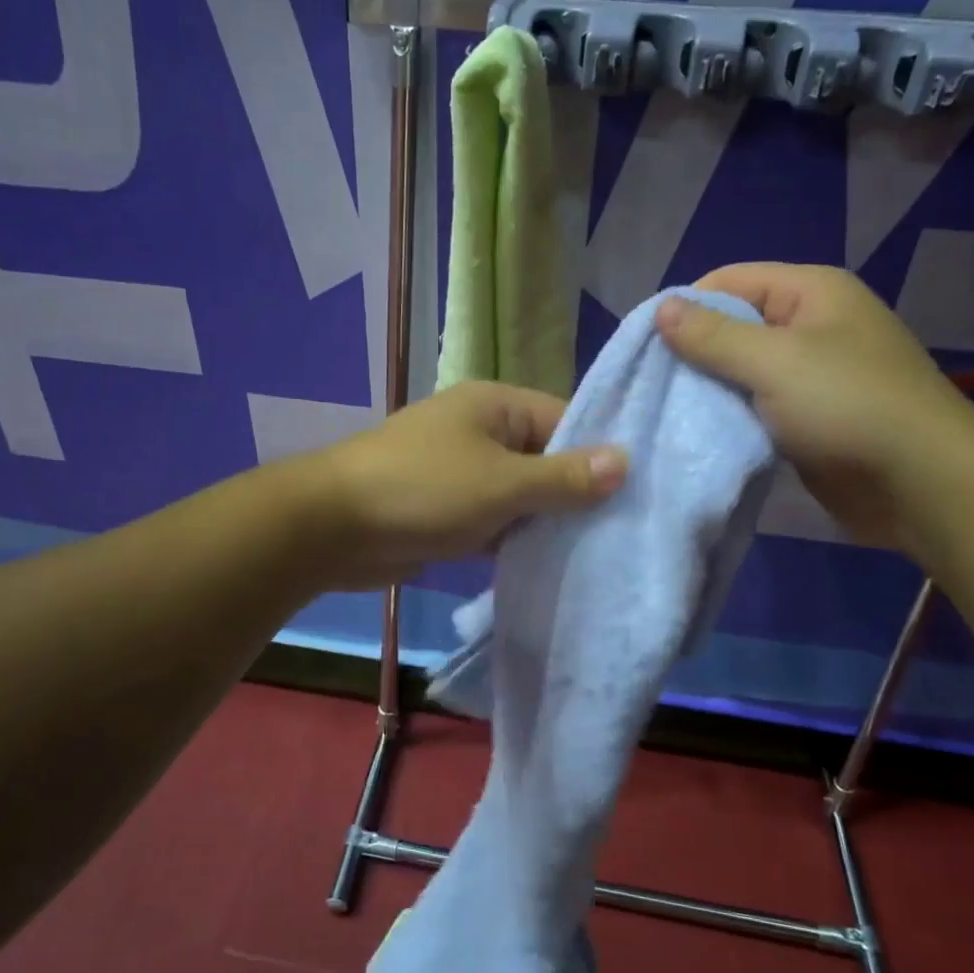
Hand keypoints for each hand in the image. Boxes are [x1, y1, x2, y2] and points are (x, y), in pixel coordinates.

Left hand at [307, 381, 627, 588]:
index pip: (566, 420)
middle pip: (545, 459)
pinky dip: (515, 540)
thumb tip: (625, 460)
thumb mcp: (502, 483)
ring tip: (599, 554)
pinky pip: (495, 521)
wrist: (334, 527)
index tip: (639, 493)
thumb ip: (563, 476)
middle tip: (624, 532)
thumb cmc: (423, 490)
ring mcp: (463, 472)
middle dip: (576, 495)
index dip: (600, 455)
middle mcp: (482, 432)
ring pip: (521, 495)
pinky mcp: (449, 511)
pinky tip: (549, 566)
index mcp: (496, 406)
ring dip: (546, 522)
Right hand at [657, 263, 973, 553]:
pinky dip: (730, 415)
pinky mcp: (809, 416)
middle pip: (733, 324)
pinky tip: (701, 431)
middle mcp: (812, 324)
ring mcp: (812, 373)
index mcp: (811, 292)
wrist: (922, 485)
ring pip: (742, 369)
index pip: (729, 281)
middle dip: (693, 352)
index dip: (686, 307)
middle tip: (653, 385)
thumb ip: (713, 336)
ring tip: (668, 410)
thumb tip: (661, 308)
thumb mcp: (774, 362)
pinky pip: (757, 404)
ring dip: (709, 388)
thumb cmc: (848, 406)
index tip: (646, 348)